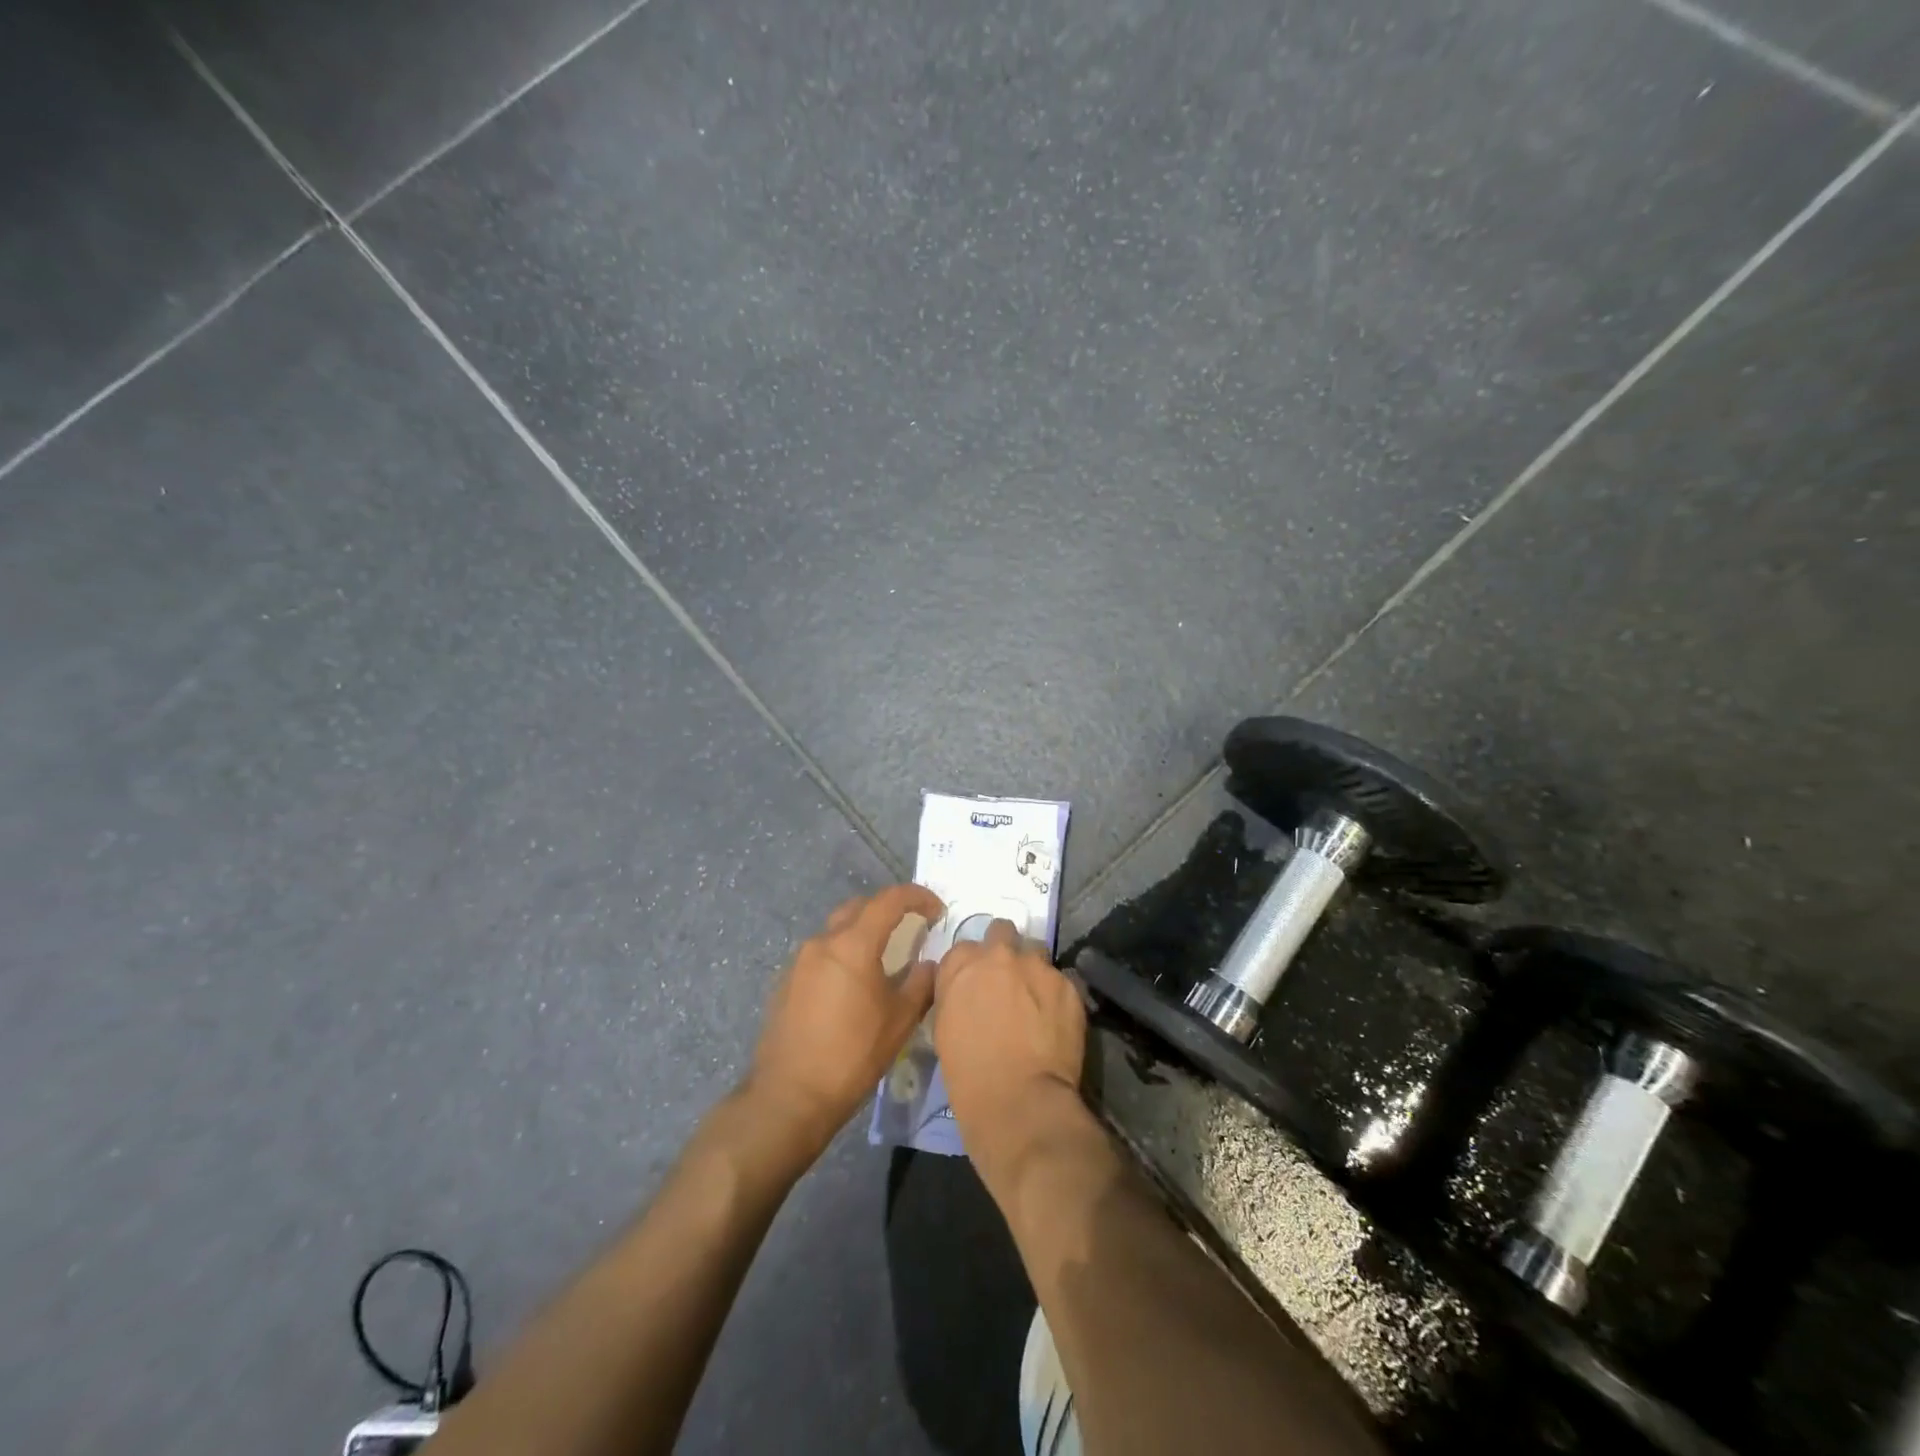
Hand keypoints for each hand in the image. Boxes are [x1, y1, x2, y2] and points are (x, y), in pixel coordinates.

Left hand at [748, 883, 945, 1158]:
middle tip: (910, 927)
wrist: (789, 1097)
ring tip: (882, 959)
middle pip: (859, 907)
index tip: (937, 910)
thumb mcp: (900, 1021)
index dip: (917, 897)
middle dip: (887, 909)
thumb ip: (920, 983)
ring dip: (862, 933)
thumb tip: (929, 964)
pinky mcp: (785, 982)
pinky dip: (841, 955)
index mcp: (853, 944)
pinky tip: (851, 986)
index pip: (889, 900)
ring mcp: (799, 961)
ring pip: (837, 930)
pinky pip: (820, 954)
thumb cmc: (852, 1056)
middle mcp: (822, 942)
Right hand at [932, 920, 1087, 1178]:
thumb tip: (966, 988)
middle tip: (1007, 979)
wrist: (1019, 1101)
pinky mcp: (1068, 985)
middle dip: (1004, 949)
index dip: (971, 966)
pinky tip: (1055, 1020)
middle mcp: (999, 955)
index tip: (976, 984)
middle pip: (1002, 931)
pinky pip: (1062, 979)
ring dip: (1033, 968)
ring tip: (1036, 998)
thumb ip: (955, 994)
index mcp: (962, 966)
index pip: (964, 949)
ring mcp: (1038, 967)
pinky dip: (1056, 994)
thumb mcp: (943, 1028)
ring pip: (1036, 951)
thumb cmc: (969, 1074)